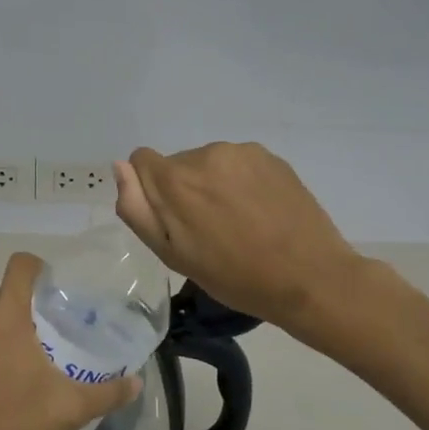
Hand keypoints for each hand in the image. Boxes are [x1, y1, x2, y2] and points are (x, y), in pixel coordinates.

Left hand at [0, 252, 141, 429]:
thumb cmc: (9, 429)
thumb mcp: (67, 411)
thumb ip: (106, 393)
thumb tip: (135, 382)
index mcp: (3, 317)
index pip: (20, 266)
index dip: (41, 270)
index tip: (58, 293)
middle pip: (4, 296)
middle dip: (28, 311)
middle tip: (53, 337)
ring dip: (4, 337)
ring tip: (28, 368)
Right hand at [114, 143, 360, 332]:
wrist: (308, 277)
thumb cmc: (233, 276)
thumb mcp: (172, 254)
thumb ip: (138, 209)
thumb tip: (120, 167)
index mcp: (175, 180)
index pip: (142, 161)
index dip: (151, 190)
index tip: (174, 220)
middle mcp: (204, 154)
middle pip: (177, 164)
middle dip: (184, 190)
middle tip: (209, 230)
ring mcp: (240, 152)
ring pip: (209, 163)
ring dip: (214, 185)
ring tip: (239, 222)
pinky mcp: (269, 156)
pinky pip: (239, 163)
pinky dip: (241, 181)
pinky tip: (260, 211)